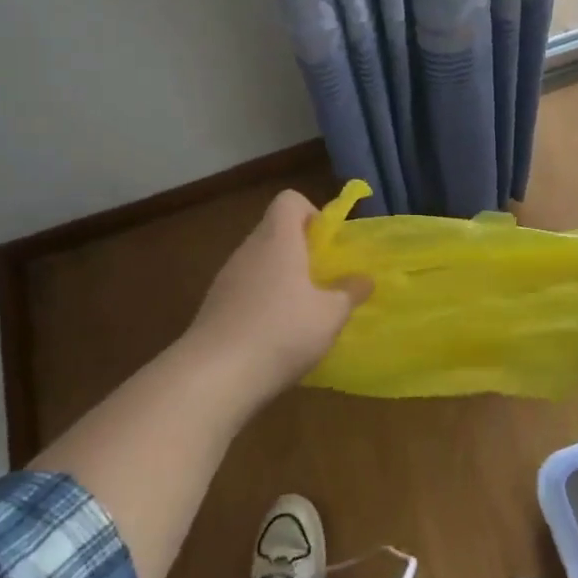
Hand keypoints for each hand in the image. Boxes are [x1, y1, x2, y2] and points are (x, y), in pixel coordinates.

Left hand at [187, 189, 369, 391]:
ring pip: (261, 263)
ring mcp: (227, 278)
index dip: (312, 214)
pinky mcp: (214, 306)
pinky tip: (276, 337)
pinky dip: (263, 303)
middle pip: (276, 232)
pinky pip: (246, 291)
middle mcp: (249, 249)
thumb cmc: (281, 332)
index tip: (328, 245)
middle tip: (325, 282)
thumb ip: (349, 293)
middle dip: (302, 252)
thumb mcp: (330, 315)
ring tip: (304, 314)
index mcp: (278, 239)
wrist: (213, 376)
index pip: (289, 200)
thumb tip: (364, 279)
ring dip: (283, 280)